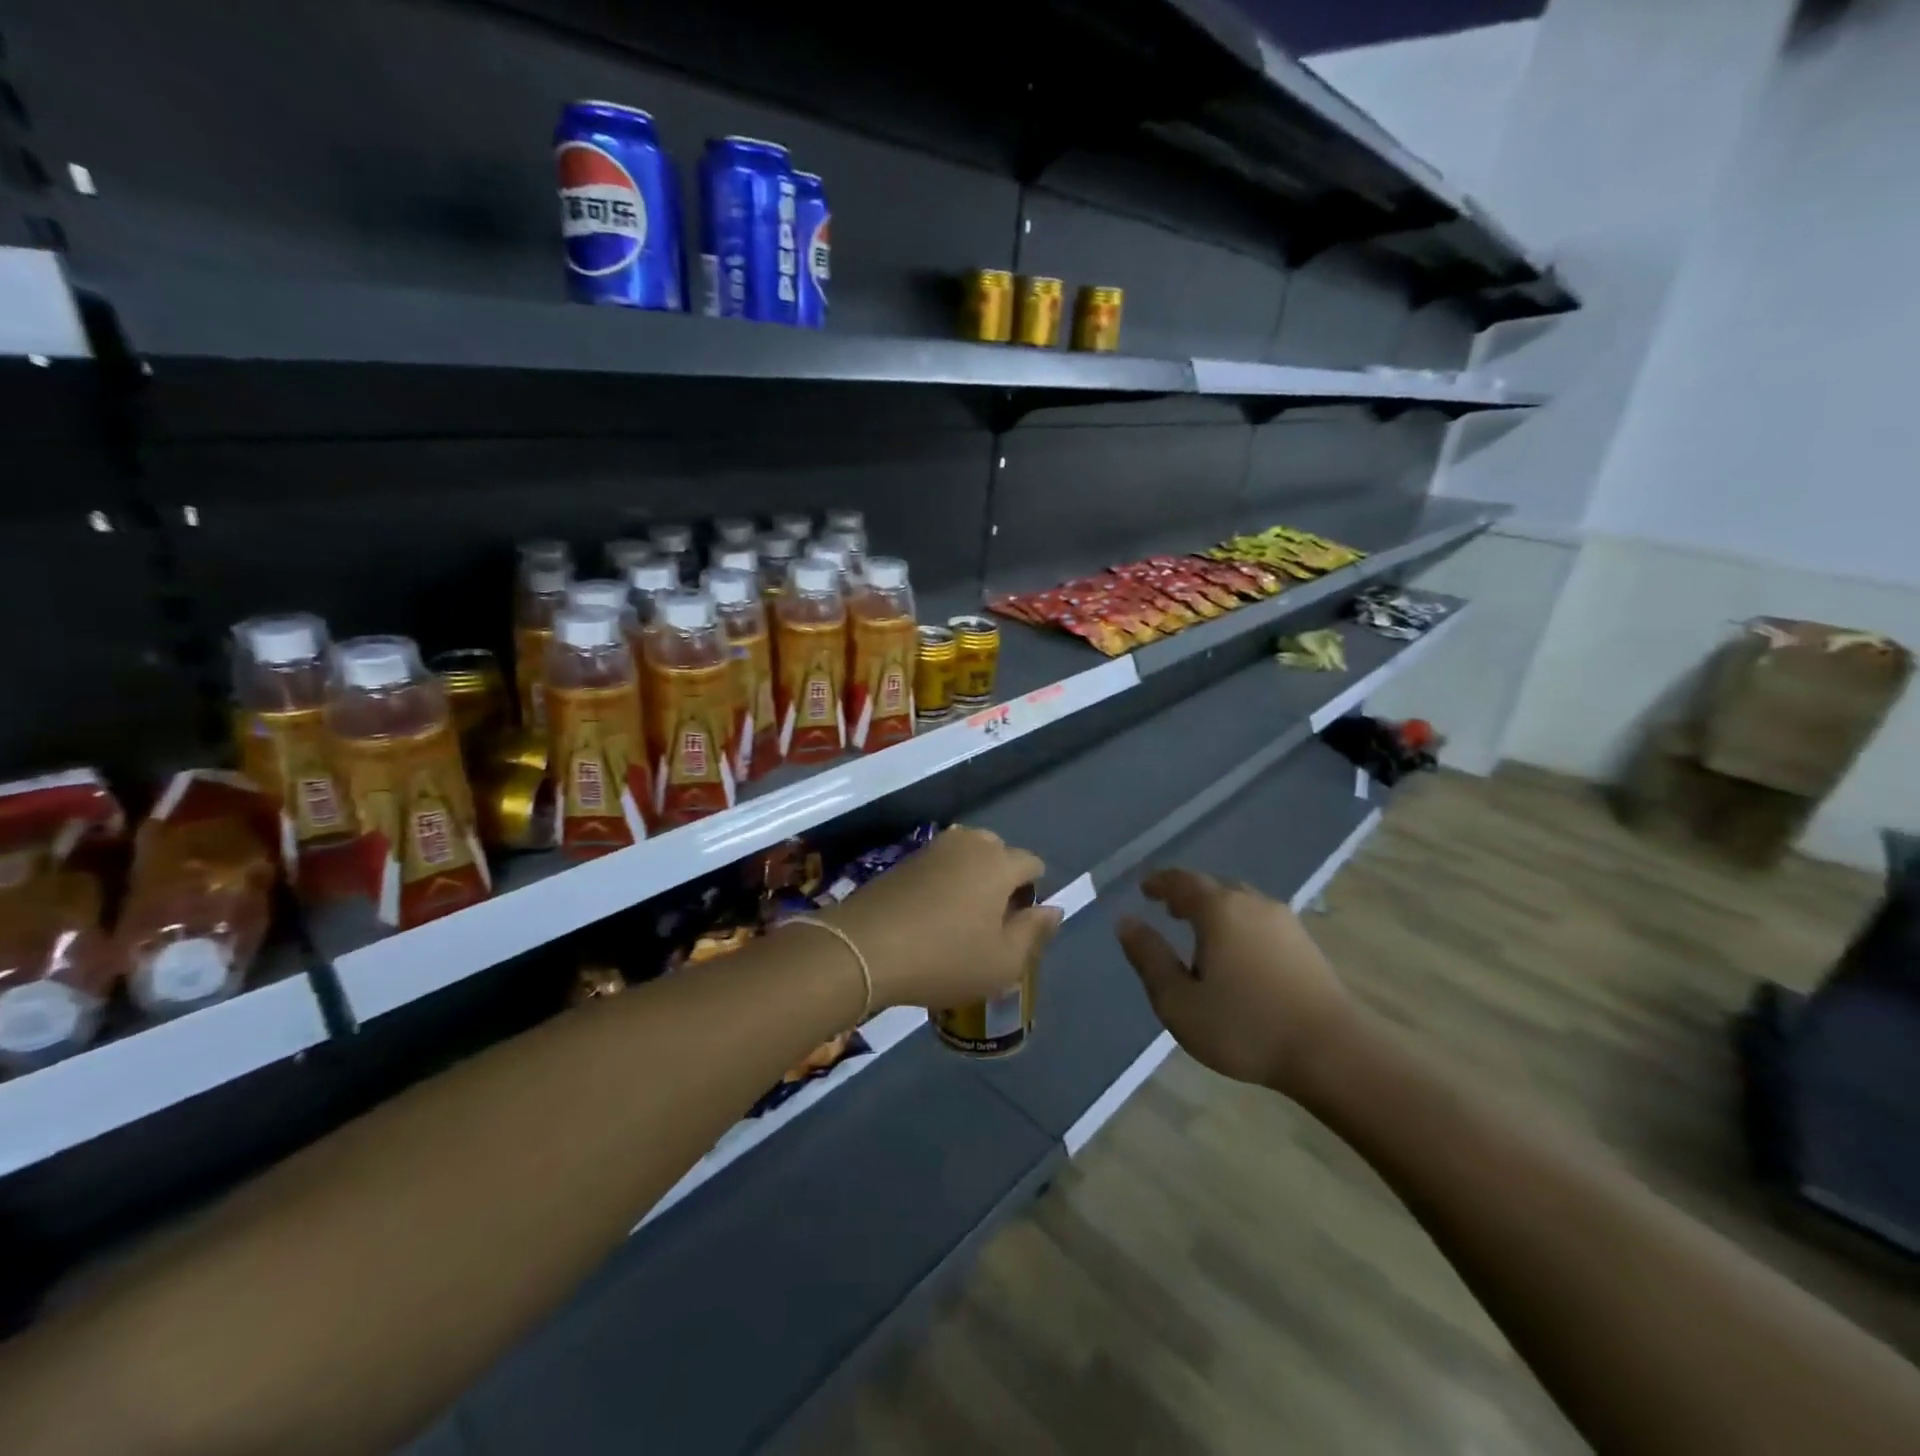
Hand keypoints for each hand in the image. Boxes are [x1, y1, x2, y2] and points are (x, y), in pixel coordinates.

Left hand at [823, 827, 1061, 1011]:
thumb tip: (1053, 909)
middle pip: (998, 852)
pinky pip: (938, 865)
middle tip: (991, 921)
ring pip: (966, 856)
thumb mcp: (1002, 962)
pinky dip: (943, 882)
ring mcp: (932, 848)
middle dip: (1002, 879)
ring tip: (961, 918)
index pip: (1032, 864)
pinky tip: (931, 914)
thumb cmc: (944, 958)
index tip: (1019, 926)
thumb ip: (1034, 933)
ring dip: (971, 878)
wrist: (864, 948)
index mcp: (999, 863)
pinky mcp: (903, 860)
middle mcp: (968, 844)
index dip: (1033, 893)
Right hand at [1116, 868, 1358, 1096]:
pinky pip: (1259, 919)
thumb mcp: (1179, 1001)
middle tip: (1168, 908)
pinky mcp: (1304, 943)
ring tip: (1199, 930)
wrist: (1332, 1053)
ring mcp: (1284, 921)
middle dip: (1187, 894)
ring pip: (1240, 901)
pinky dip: (1238, 923)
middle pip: (1213, 886)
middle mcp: (1252, 903)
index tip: (1144, 889)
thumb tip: (1125, 922)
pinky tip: (1236, 951)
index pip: (1182, 881)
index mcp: (1219, 909)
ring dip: (1215, 909)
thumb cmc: (1245, 1027)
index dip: (1160, 882)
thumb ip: (1149, 958)